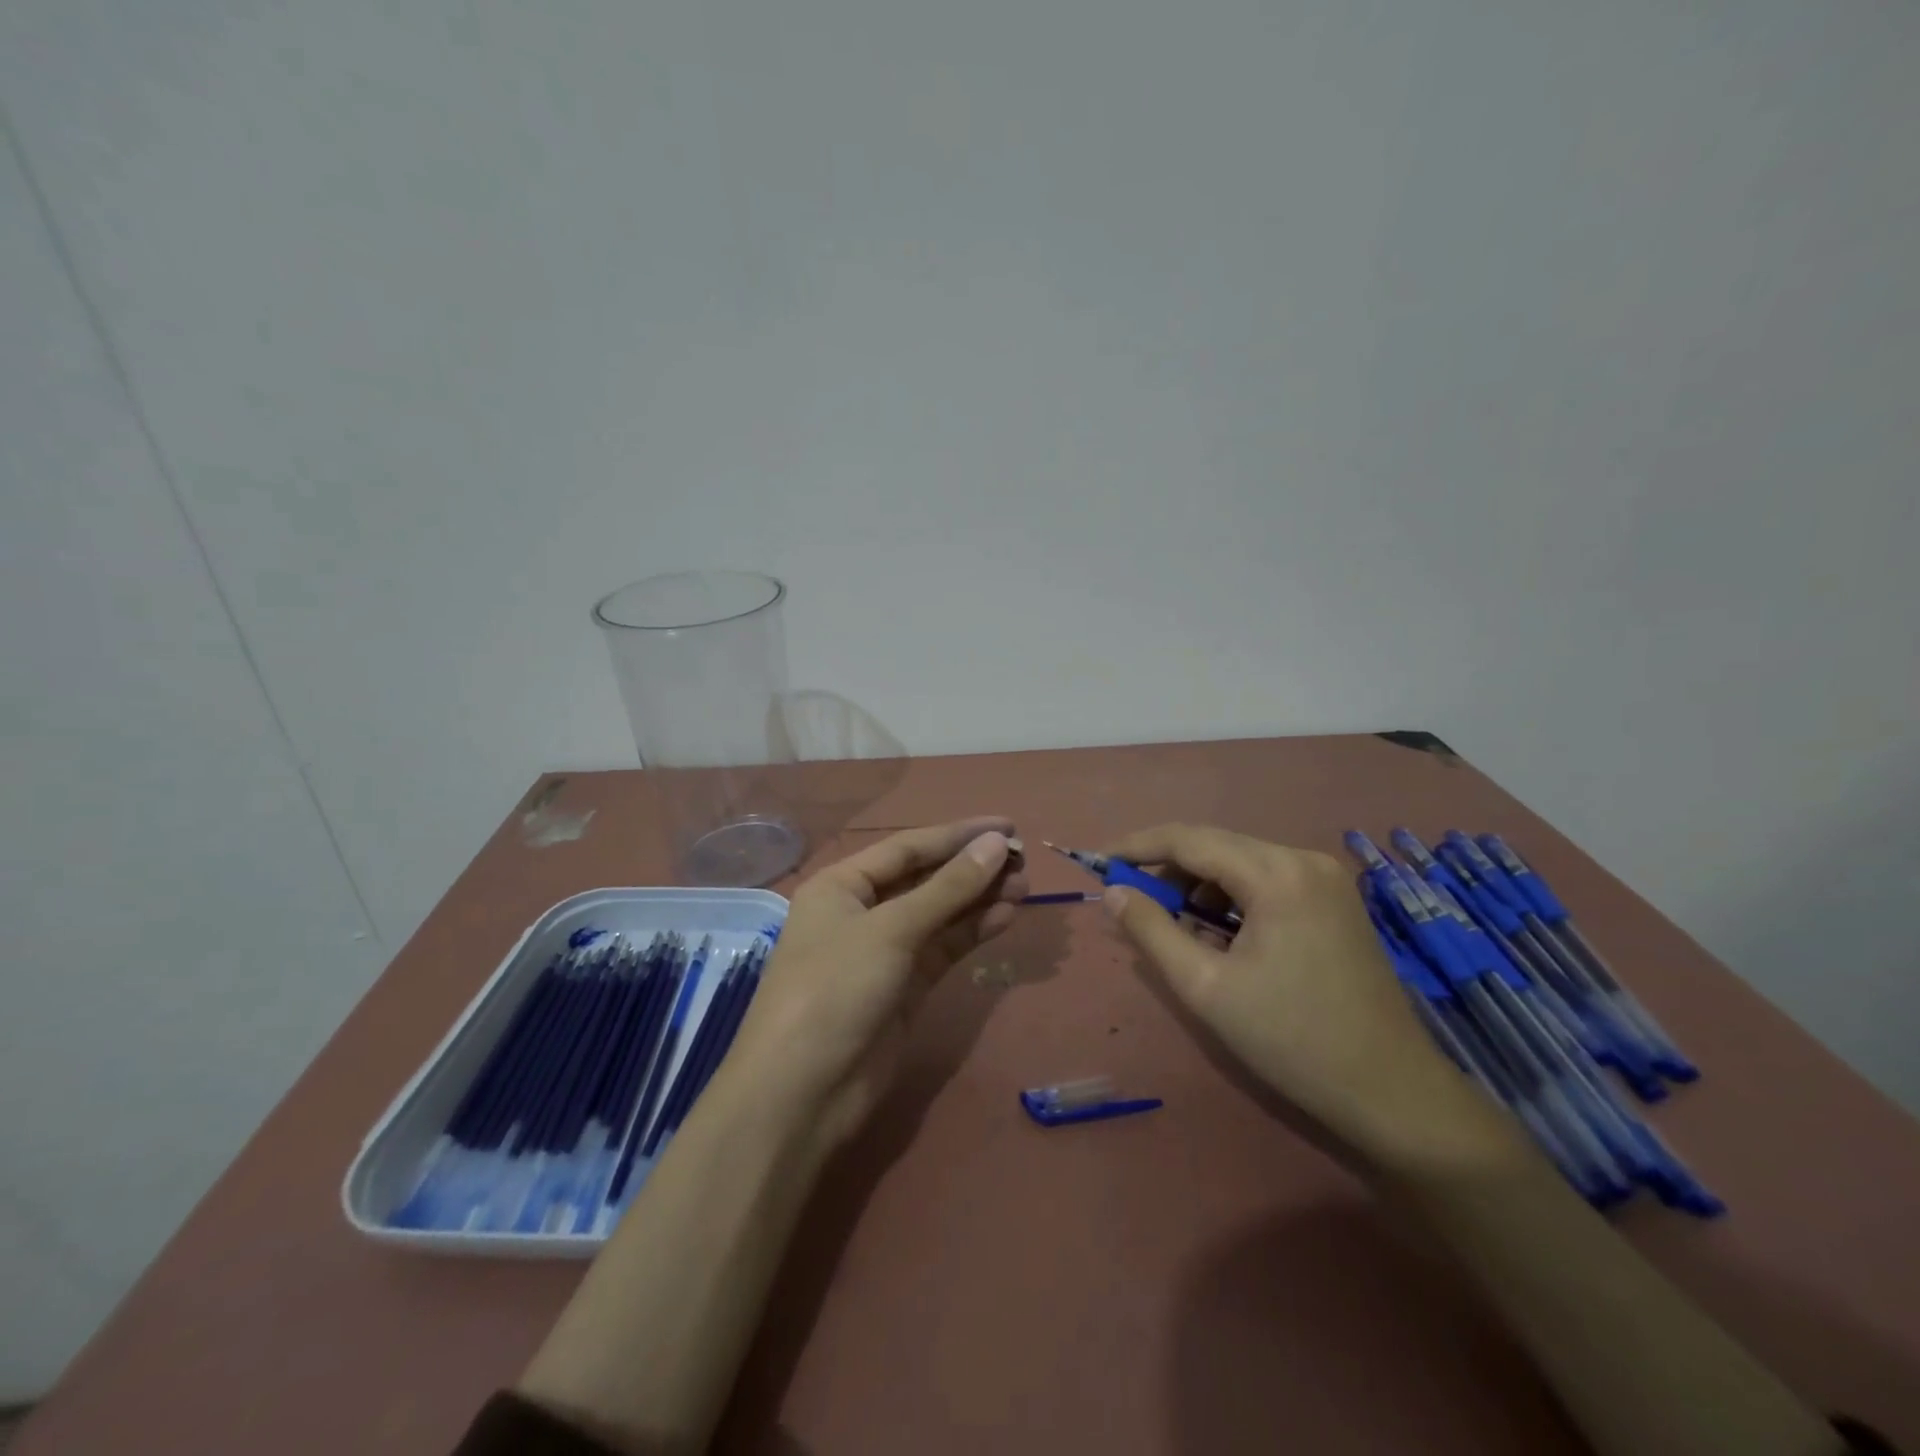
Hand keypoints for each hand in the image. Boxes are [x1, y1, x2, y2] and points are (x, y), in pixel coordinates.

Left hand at [722, 817, 1027, 1151]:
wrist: (802, 1093)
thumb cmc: (835, 990)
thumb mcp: (891, 930)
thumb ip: (948, 888)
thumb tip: (996, 844)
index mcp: (842, 885)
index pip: (908, 847)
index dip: (958, 835)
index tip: (1006, 826)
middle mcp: (861, 912)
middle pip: (925, 879)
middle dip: (971, 868)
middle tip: (1022, 859)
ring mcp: (883, 952)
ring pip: (939, 914)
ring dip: (979, 899)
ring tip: (1024, 886)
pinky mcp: (904, 988)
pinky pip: (943, 948)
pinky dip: (972, 932)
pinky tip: (1005, 916)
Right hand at [1099, 823, 1476, 1154]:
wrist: (1392, 1092)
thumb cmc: (1291, 1039)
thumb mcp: (1205, 987)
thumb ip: (1152, 931)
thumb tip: (1114, 892)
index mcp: (1276, 873)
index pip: (1189, 839)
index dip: (1137, 846)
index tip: (1099, 862)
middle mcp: (1304, 858)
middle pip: (1216, 845)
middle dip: (1168, 869)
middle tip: (1131, 901)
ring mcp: (1326, 878)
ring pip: (1240, 862)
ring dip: (1200, 885)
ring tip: (1178, 930)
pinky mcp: (1335, 899)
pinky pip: (1267, 880)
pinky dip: (1232, 897)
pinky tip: (1221, 935)